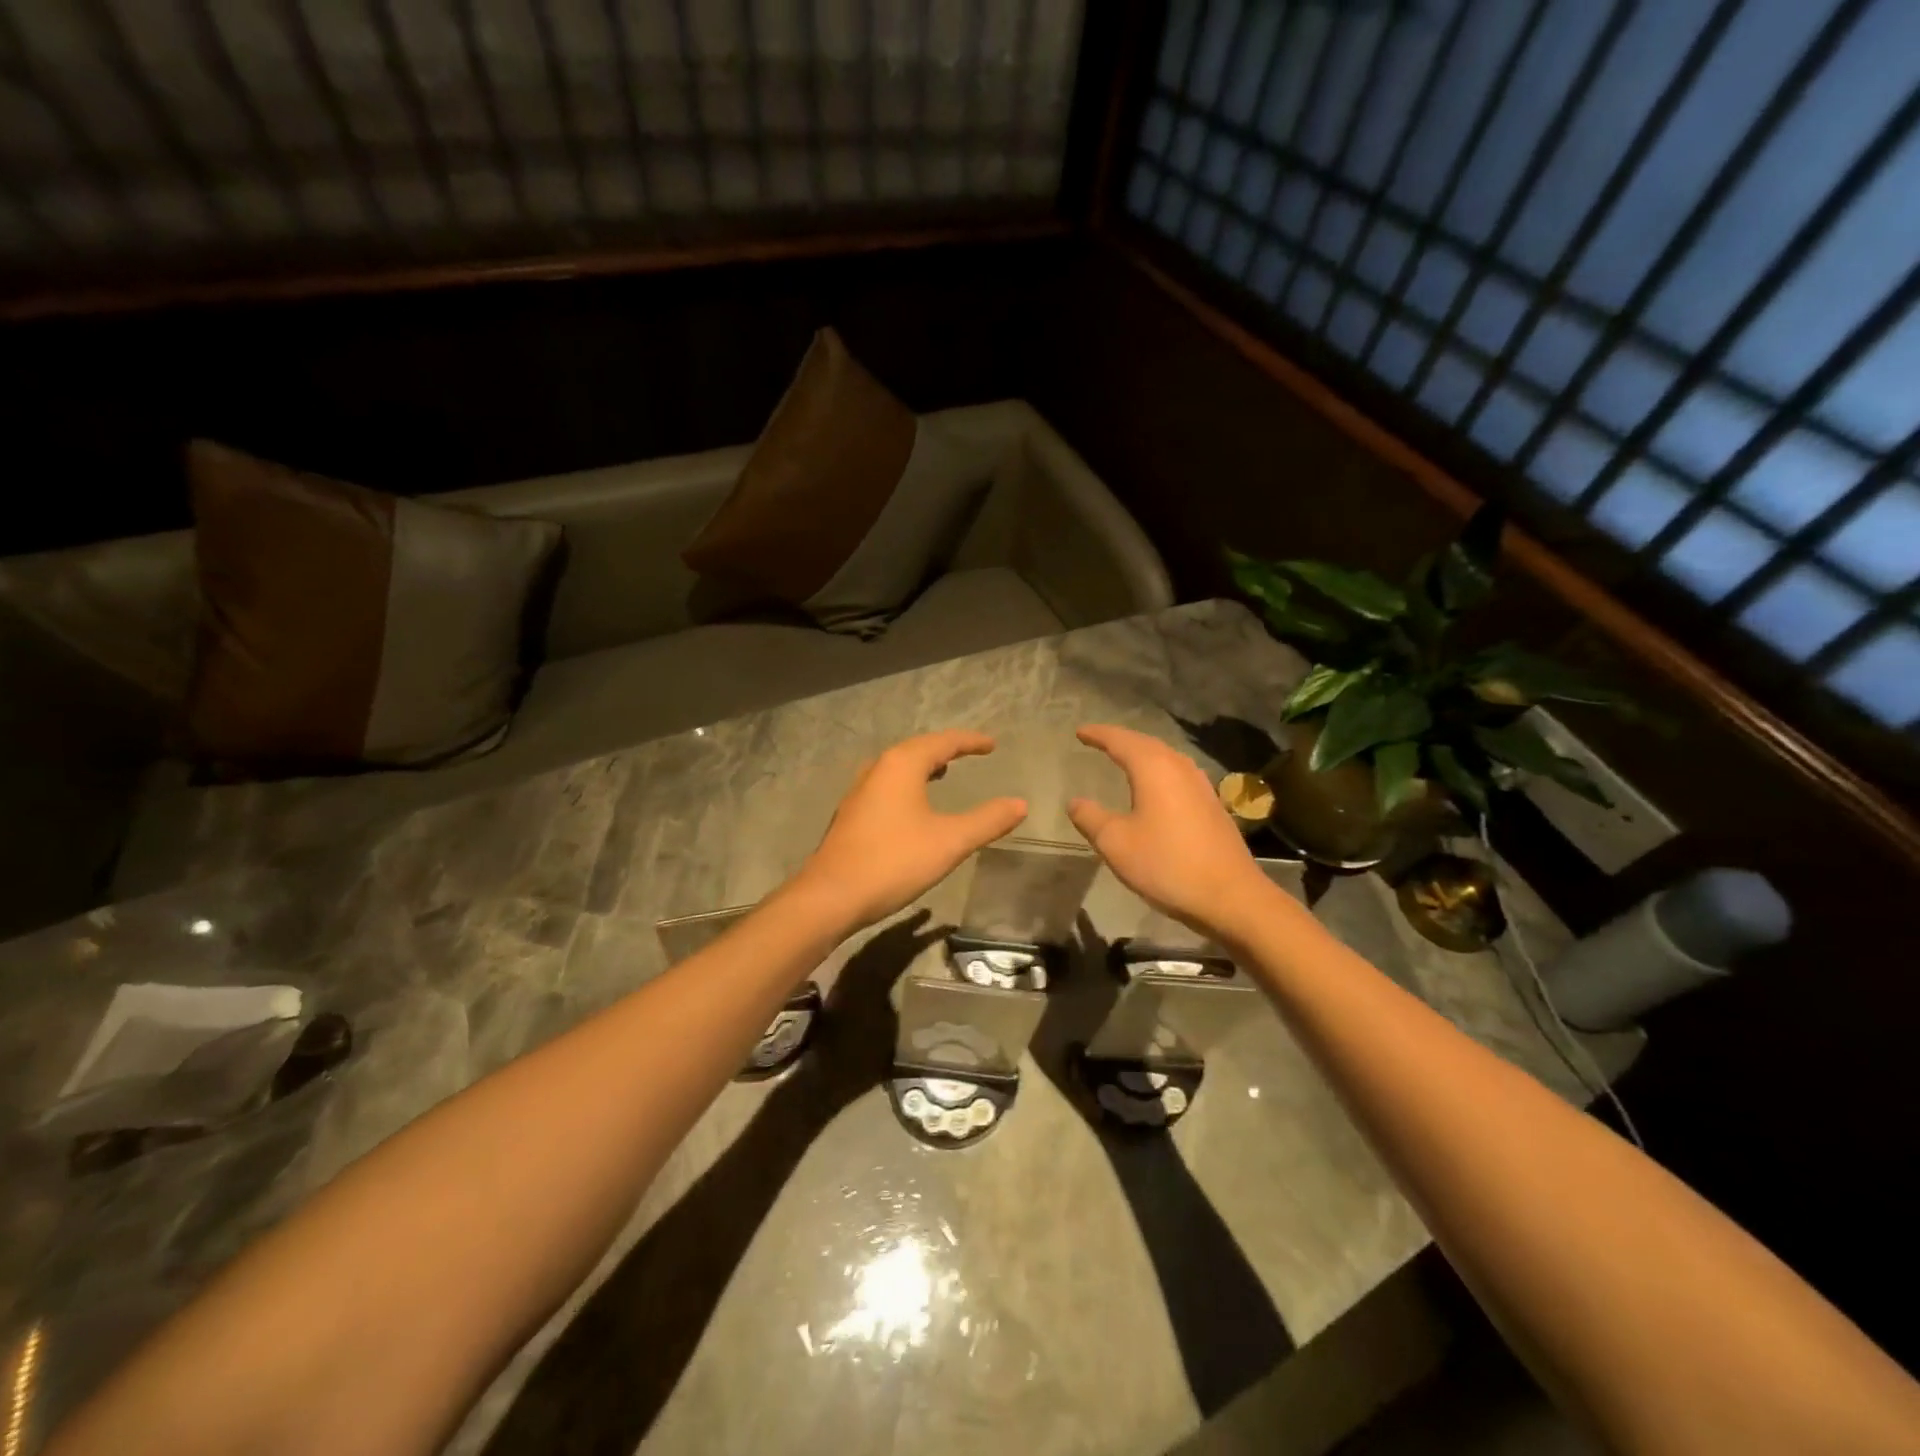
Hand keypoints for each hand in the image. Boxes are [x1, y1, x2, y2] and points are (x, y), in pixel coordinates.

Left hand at [795, 731, 1026, 929]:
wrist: (831, 896)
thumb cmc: (894, 861)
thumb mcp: (950, 841)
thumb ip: (987, 821)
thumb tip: (1020, 804)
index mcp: (901, 765)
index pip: (942, 742)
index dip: (970, 741)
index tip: (991, 745)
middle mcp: (877, 769)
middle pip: (916, 749)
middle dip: (944, 749)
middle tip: (969, 753)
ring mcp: (859, 792)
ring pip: (897, 768)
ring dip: (922, 766)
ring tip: (943, 772)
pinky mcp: (851, 815)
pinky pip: (886, 786)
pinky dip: (907, 784)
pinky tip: (913, 806)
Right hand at [1067, 724, 1275, 944]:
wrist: (1230, 896)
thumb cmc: (1166, 865)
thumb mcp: (1116, 843)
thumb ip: (1091, 818)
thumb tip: (1075, 802)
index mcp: (1153, 769)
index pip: (1121, 741)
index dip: (1098, 735)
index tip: (1079, 732)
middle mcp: (1179, 768)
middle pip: (1146, 744)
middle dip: (1121, 739)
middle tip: (1099, 740)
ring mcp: (1201, 786)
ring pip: (1166, 757)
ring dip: (1142, 753)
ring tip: (1124, 758)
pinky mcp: (1212, 805)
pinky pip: (1178, 774)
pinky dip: (1159, 770)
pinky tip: (1156, 786)